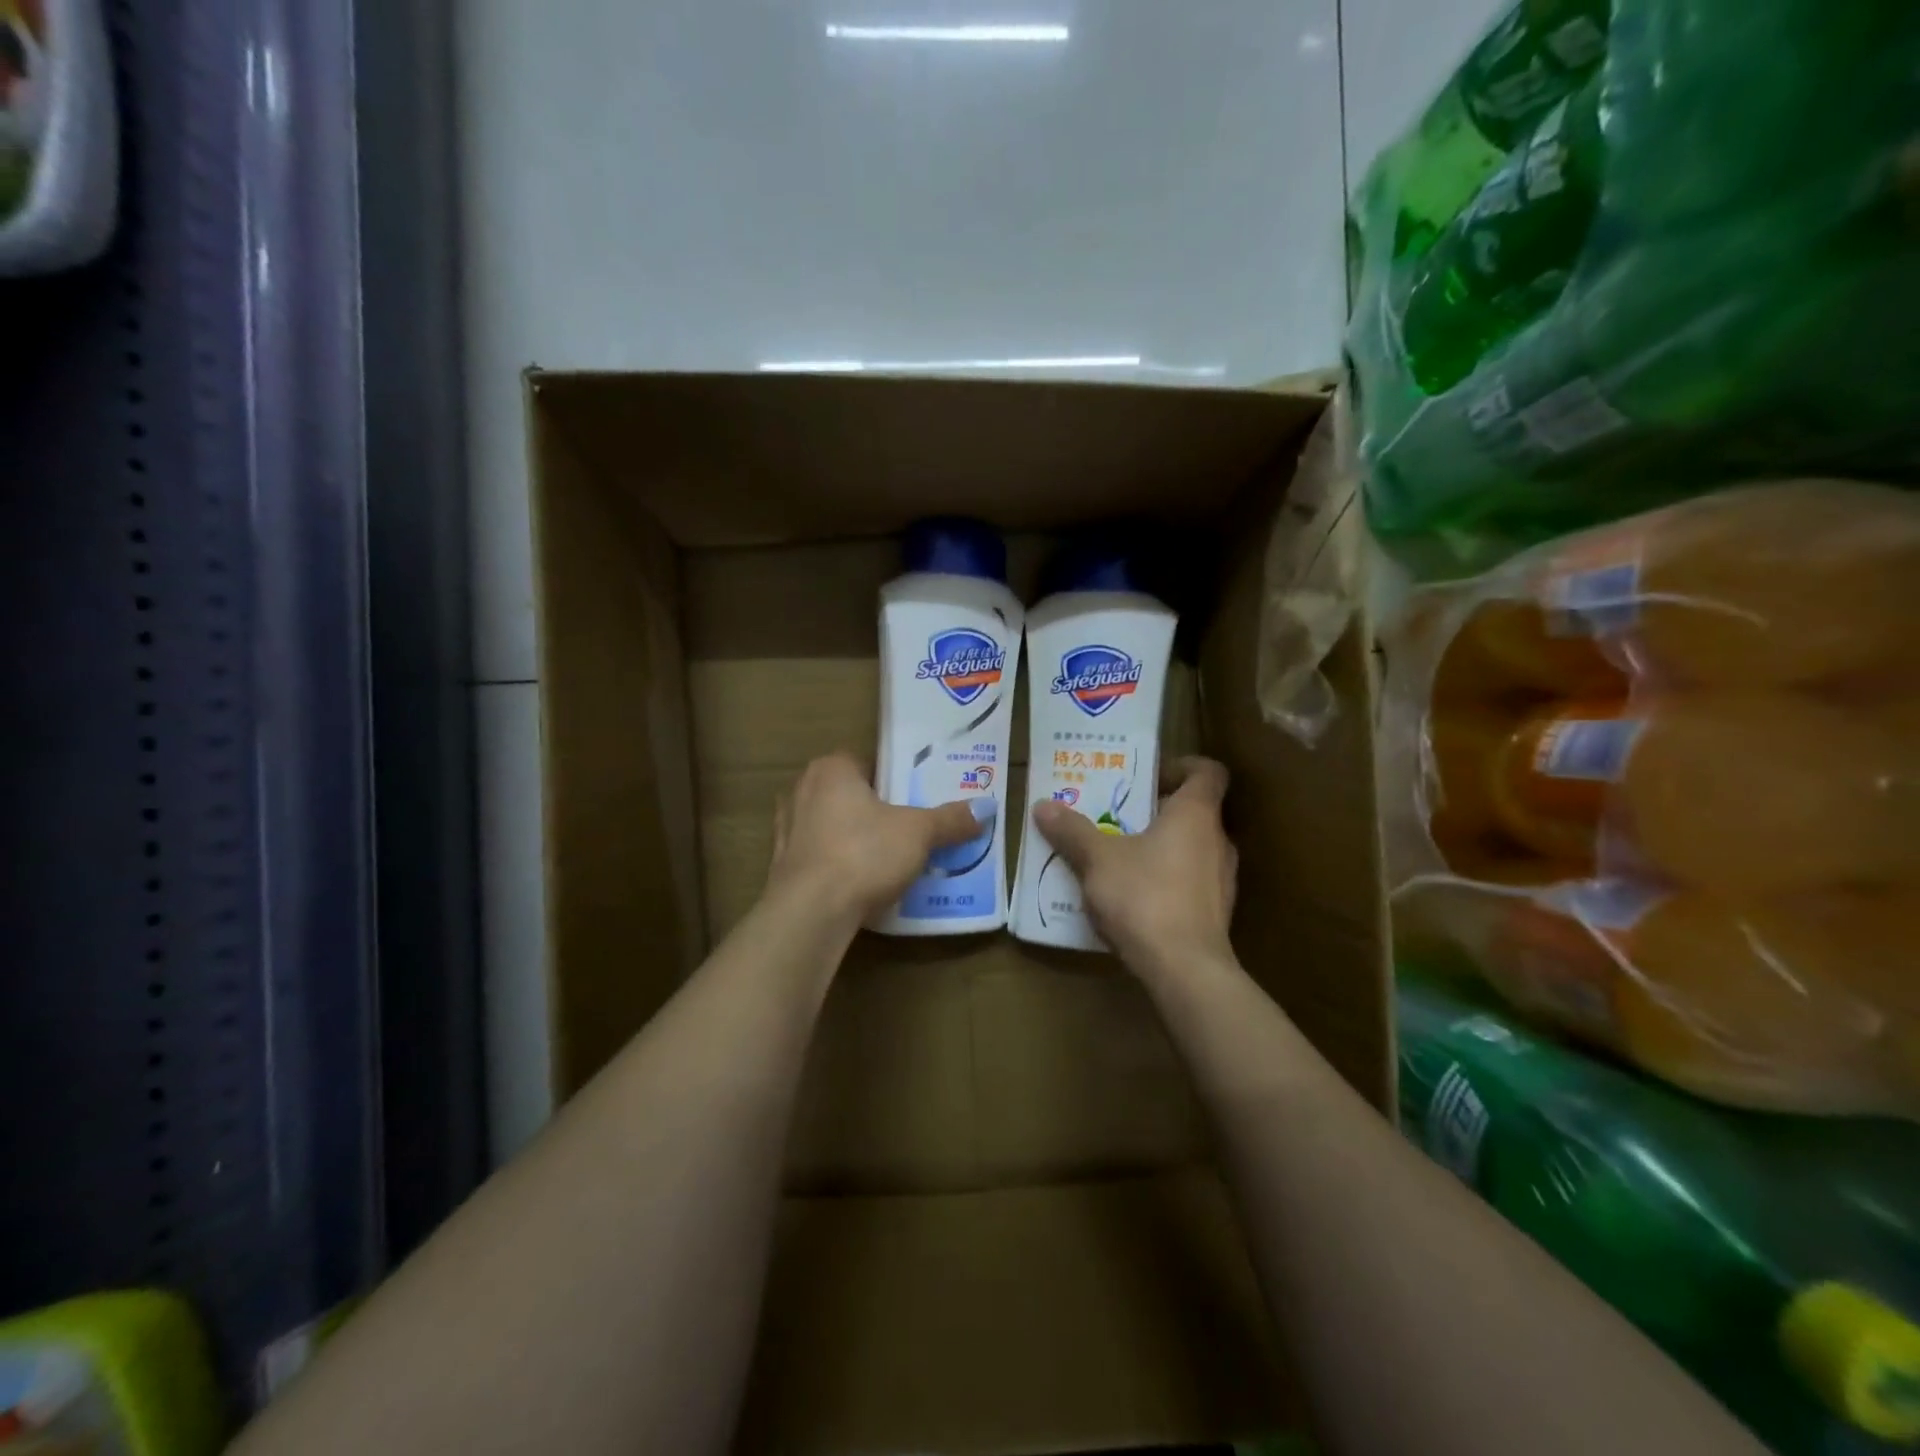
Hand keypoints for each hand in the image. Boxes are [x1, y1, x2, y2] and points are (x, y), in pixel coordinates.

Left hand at [766, 753, 990, 926]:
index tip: (915, 799)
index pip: (866, 762)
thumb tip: (985, 809)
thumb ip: (950, 820)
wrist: (811, 911)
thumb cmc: (864, 853)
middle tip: (907, 829)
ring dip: (853, 839)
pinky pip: (818, 857)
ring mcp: (786, 830)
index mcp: (831, 770)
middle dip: (874, 810)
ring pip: (830, 827)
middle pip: (848, 795)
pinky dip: (836, 866)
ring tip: (886, 859)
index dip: (893, 779)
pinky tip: (859, 884)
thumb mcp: (919, 833)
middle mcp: (801, 791)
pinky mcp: (781, 867)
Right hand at [1031, 756, 1237, 975]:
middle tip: (1118, 815)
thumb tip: (1043, 806)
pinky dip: (1166, 880)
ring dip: (1161, 847)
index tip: (1149, 775)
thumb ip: (1072, 830)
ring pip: (1192, 848)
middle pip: (1194, 811)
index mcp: (1195, 814)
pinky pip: (1190, 882)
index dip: (1182, 766)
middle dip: (1157, 810)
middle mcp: (1217, 841)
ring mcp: (1222, 880)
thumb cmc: (1144, 897)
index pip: (1207, 772)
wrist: (1184, 970)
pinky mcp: (1216, 914)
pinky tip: (1133, 897)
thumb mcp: (1097, 860)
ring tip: (1119, 856)